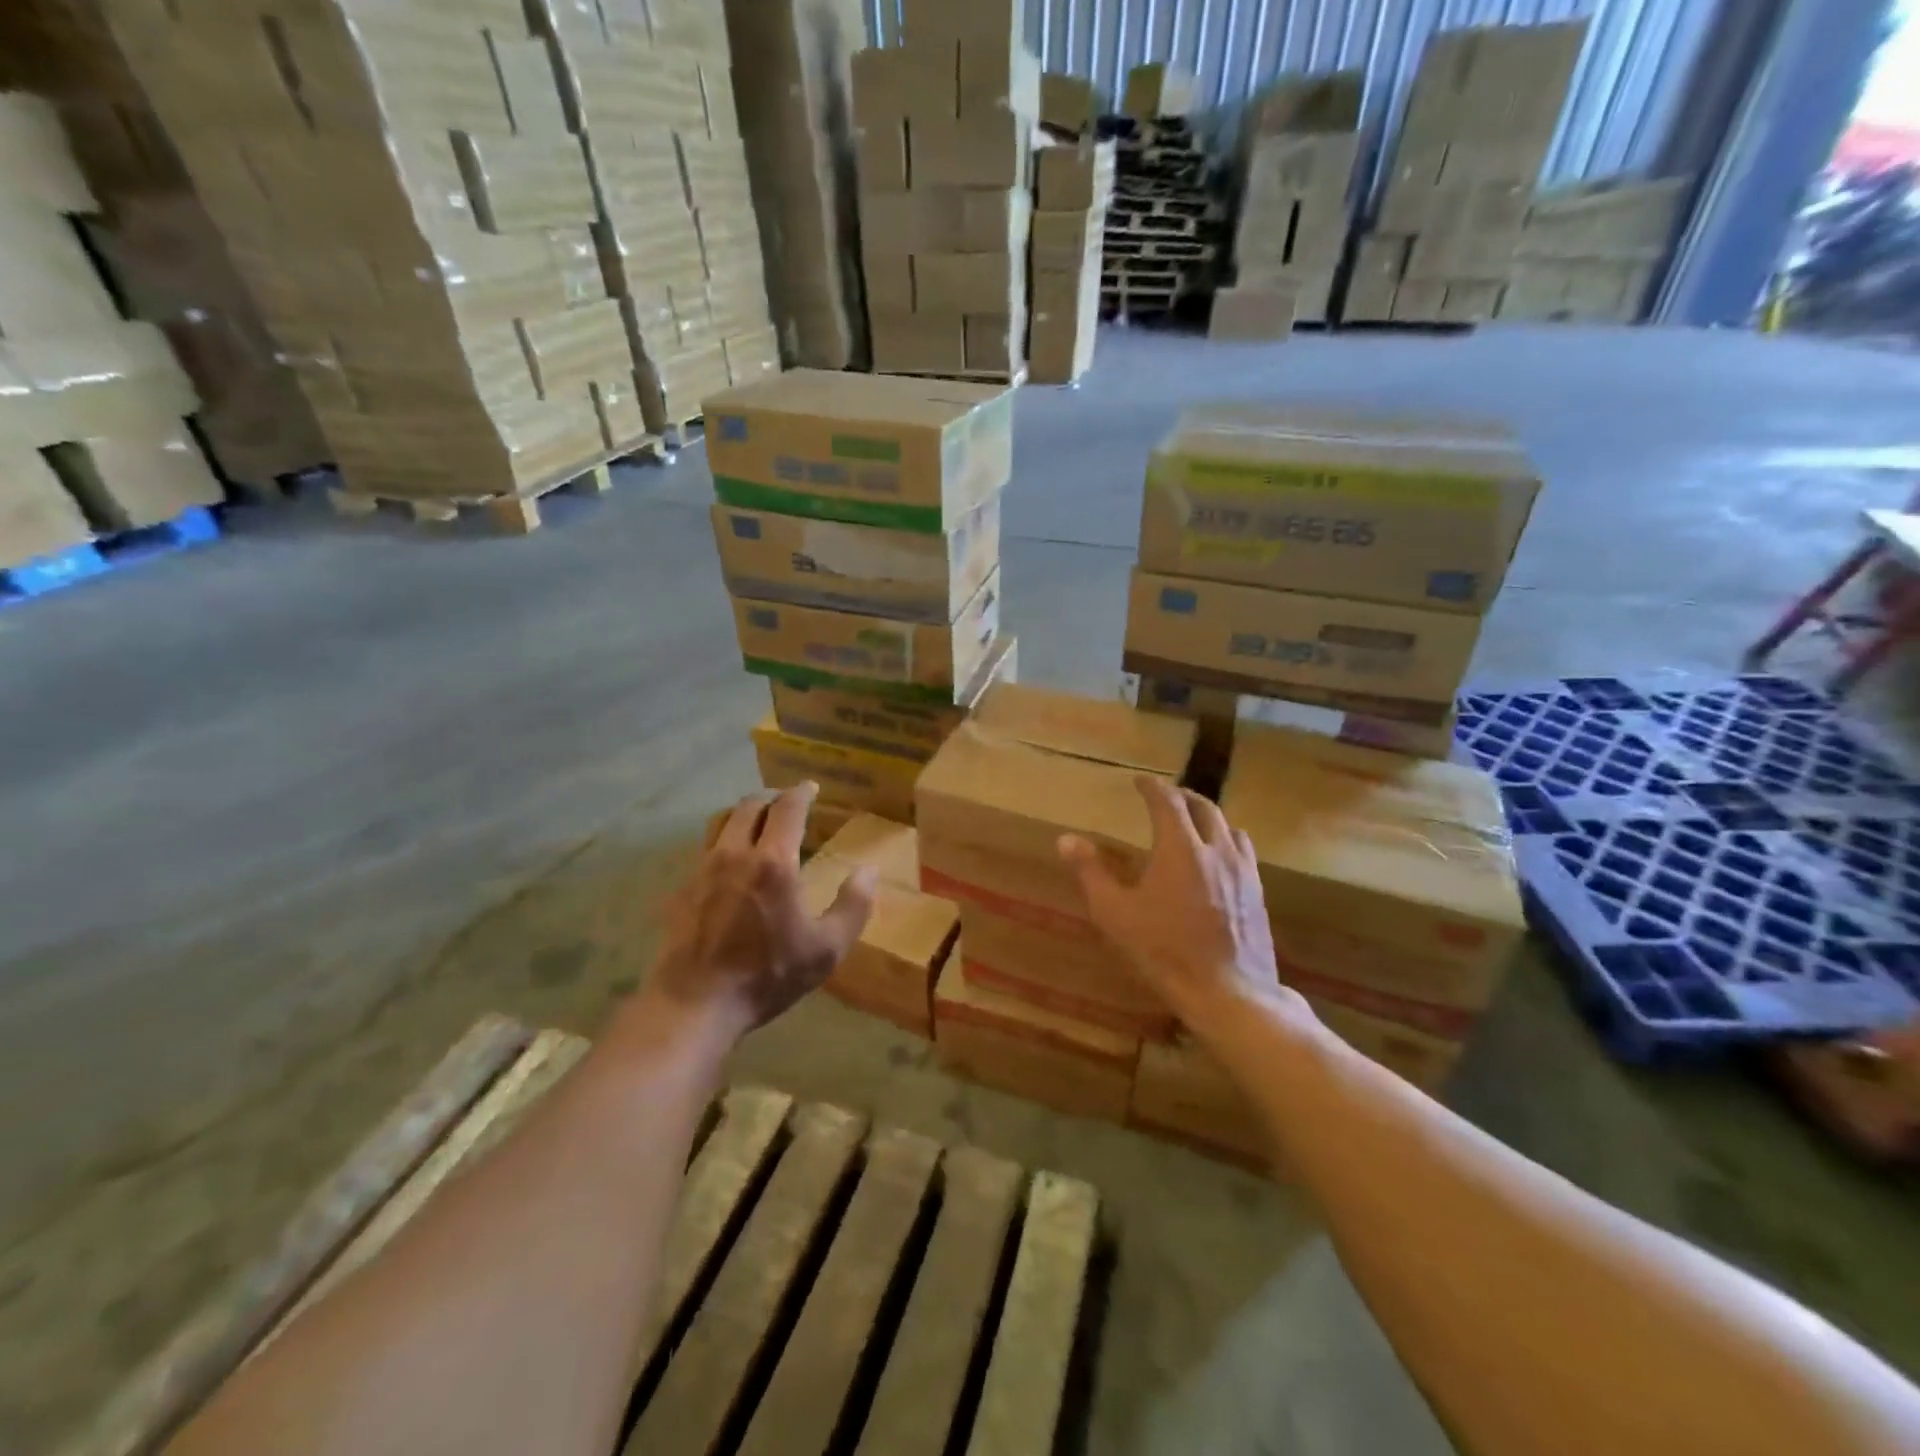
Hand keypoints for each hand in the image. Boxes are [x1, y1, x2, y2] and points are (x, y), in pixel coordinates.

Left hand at [645, 783, 875, 1037]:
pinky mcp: (682, 890)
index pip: (787, 808)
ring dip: (743, 813)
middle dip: (772, 797)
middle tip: (787, 803)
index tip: (811, 787)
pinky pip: (704, 850)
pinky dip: (722, 842)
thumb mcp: (826, 949)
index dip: (801, 792)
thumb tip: (869, 871)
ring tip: (757, 823)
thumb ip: (853, 906)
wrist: (695, 1005)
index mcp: (774, 862)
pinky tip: (730, 865)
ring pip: (720, 822)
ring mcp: (702, 870)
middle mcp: (734, 854)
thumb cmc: (767, 975)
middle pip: (750, 806)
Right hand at [1058, 776, 1306, 1028]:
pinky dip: (1227, 841)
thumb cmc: (1164, 951)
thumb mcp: (1115, 913)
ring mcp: (1243, 871)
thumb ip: (1090, 872)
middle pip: (1204, 807)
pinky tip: (1219, 861)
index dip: (1152, 787)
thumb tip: (1066, 839)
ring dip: (1209, 817)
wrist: (1228, 992)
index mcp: (1180, 847)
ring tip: (1195, 824)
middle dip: (1183, 796)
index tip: (1140, 781)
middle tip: (1166, 797)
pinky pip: (1244, 852)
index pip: (1167, 801)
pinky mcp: (1258, 893)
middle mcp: (1216, 849)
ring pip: (1229, 827)